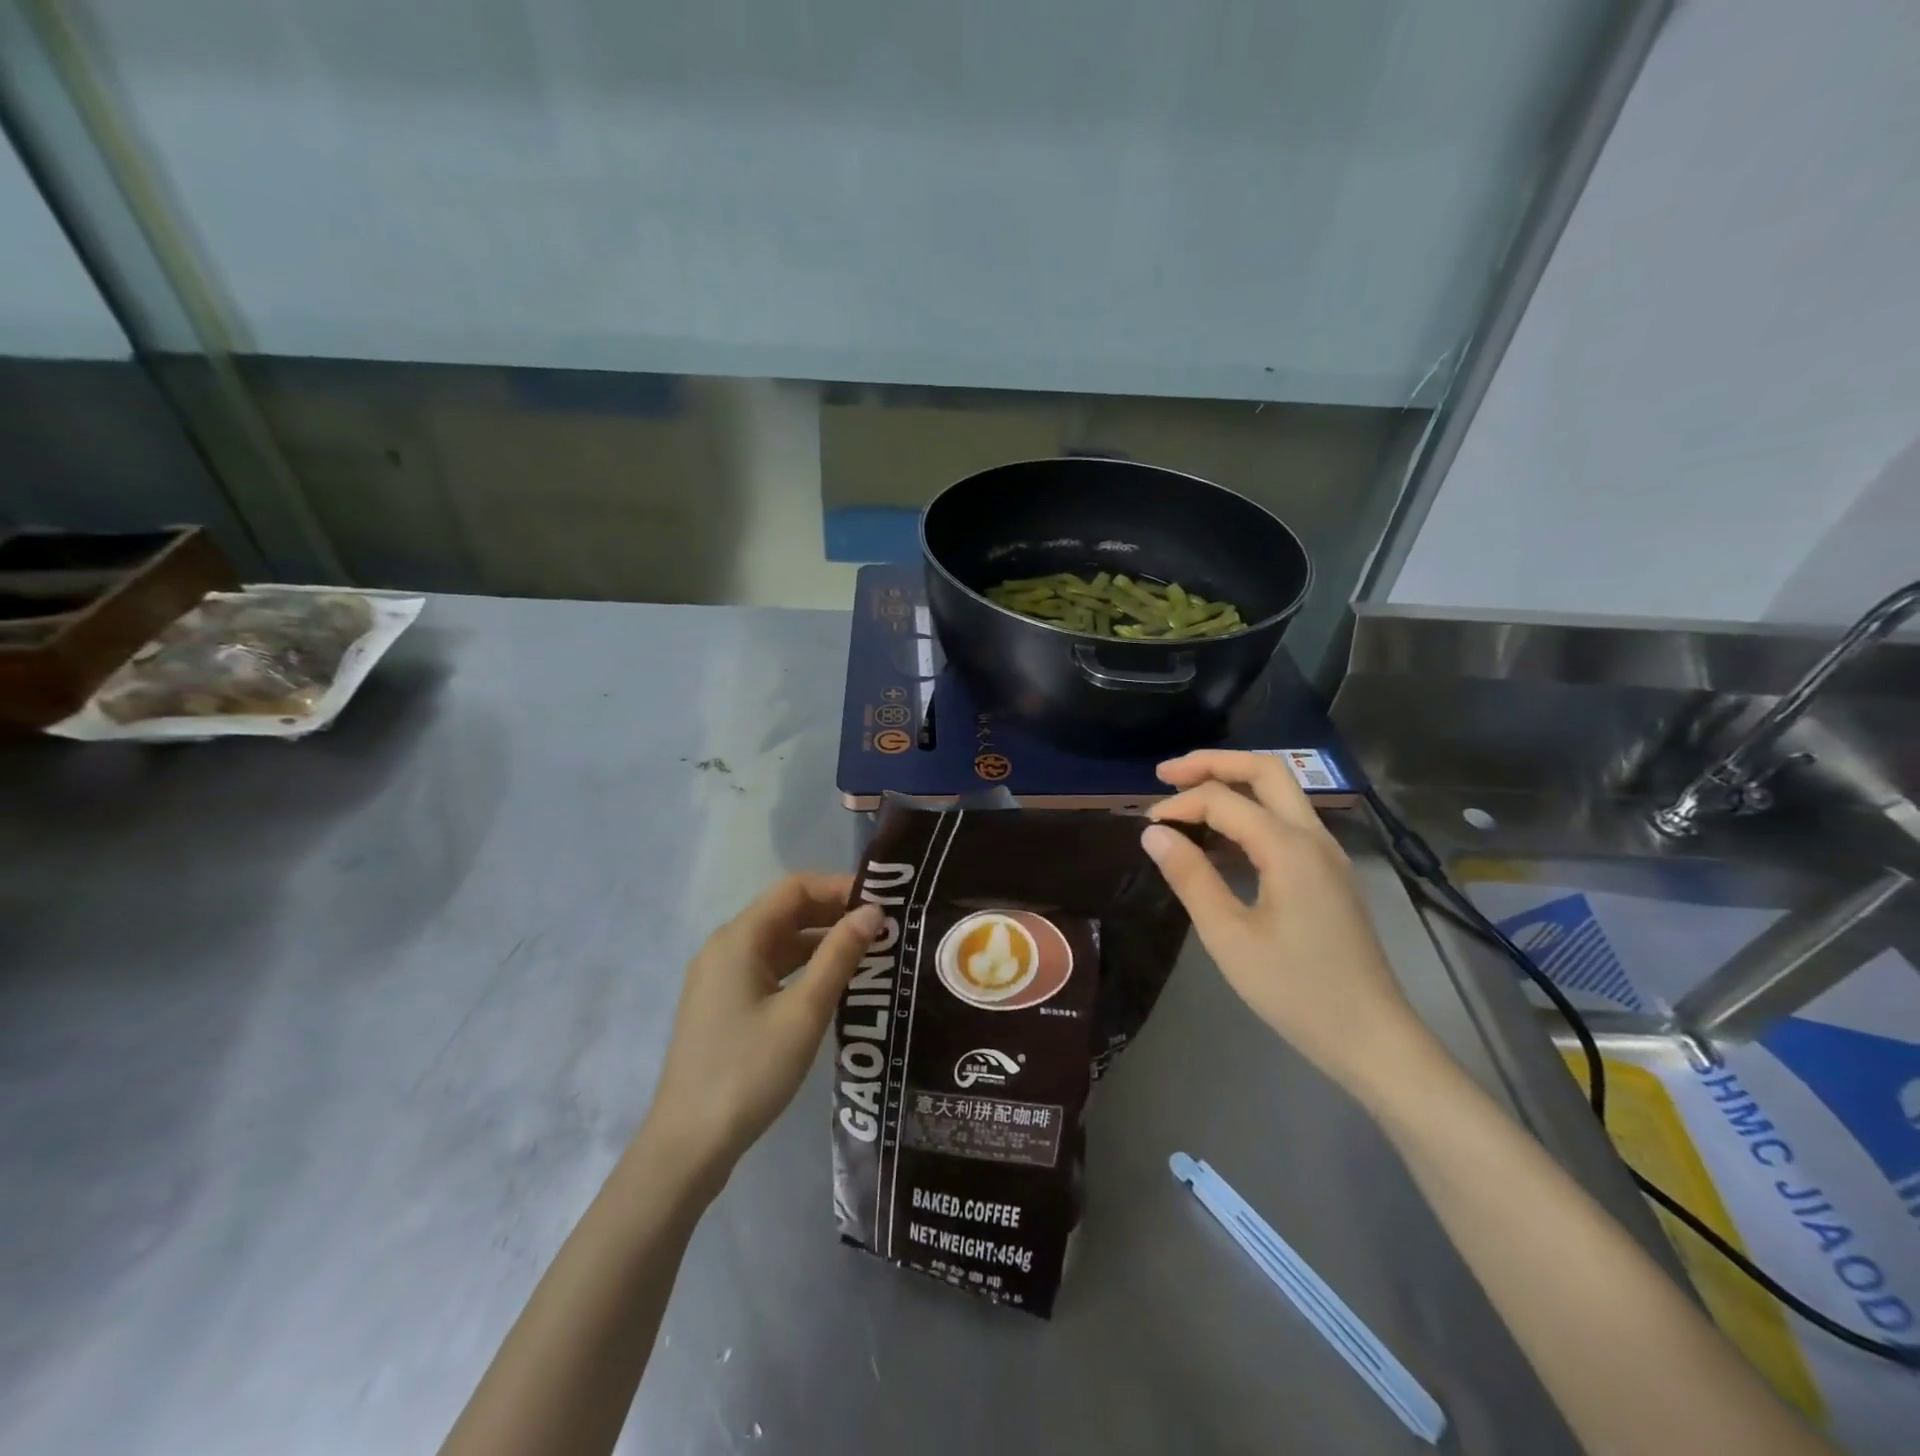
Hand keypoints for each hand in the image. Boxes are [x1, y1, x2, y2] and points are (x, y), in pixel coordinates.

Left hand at [642, 873, 881, 1188]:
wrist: (688, 1145)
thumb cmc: (749, 1071)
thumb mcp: (804, 1012)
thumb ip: (839, 956)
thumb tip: (873, 912)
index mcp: (739, 938)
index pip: (795, 888)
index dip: (839, 888)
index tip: (881, 904)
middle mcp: (726, 947)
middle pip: (786, 912)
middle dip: (834, 914)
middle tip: (883, 929)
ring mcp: (721, 977)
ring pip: (779, 942)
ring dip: (821, 942)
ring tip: (869, 954)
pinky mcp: (723, 1004)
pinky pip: (769, 969)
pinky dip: (803, 968)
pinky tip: (834, 985)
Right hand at [1140, 750, 1428, 1089]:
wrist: (1371, 1037)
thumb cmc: (1295, 990)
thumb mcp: (1229, 936)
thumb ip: (1190, 877)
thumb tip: (1153, 832)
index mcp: (1290, 848)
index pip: (1224, 800)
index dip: (1179, 804)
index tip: (1145, 825)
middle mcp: (1314, 837)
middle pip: (1265, 770)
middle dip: (1213, 763)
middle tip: (1165, 774)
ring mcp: (1327, 854)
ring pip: (1280, 792)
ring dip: (1233, 783)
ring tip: (1186, 797)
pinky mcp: (1328, 873)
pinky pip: (1286, 821)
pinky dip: (1249, 812)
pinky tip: (1220, 839)